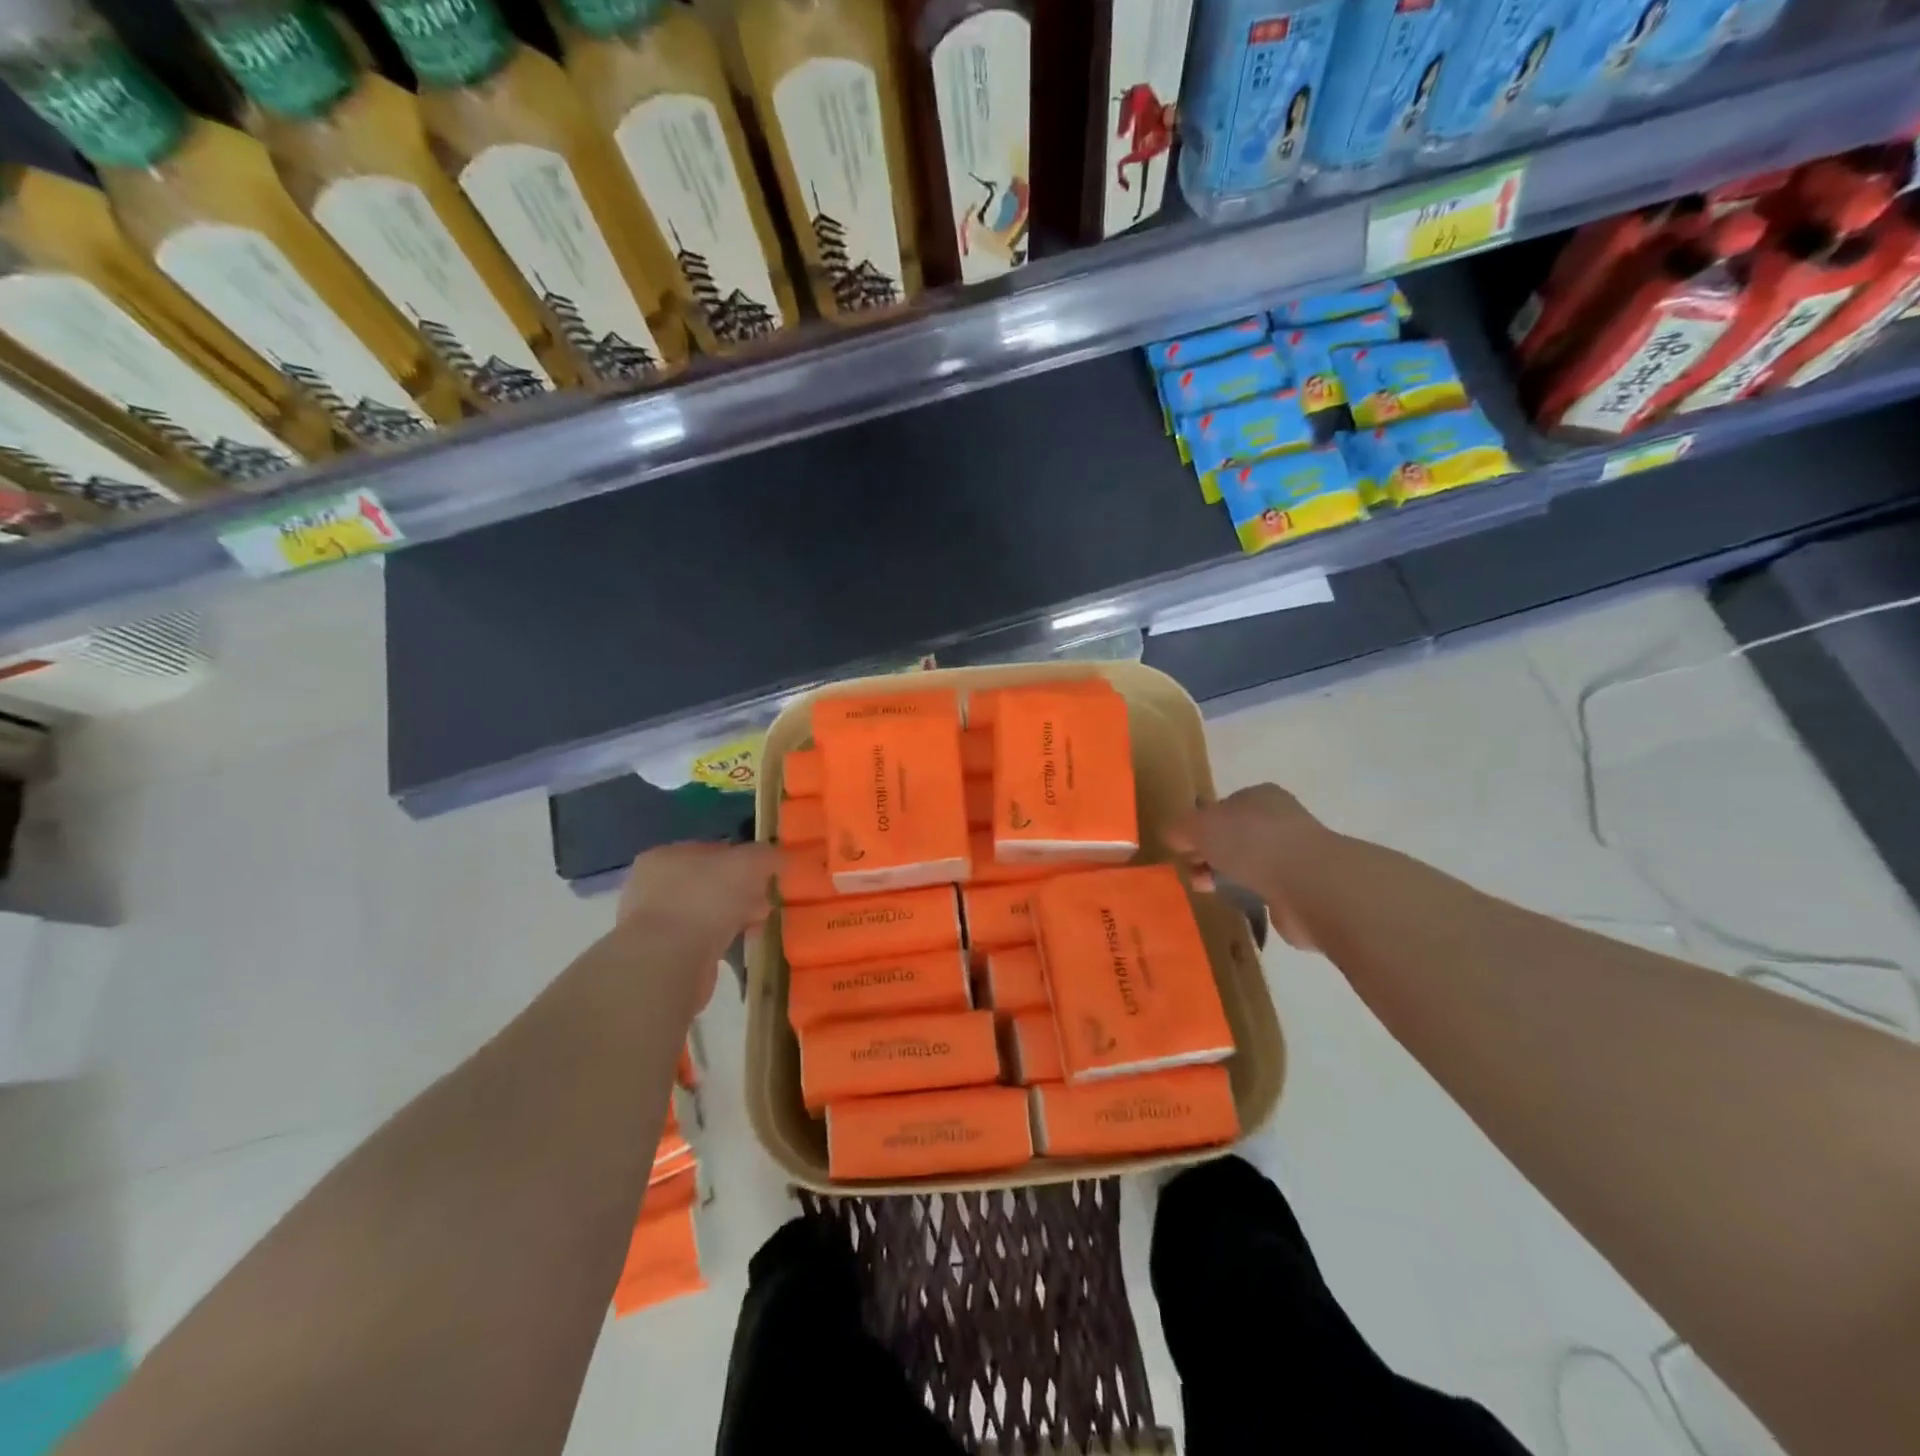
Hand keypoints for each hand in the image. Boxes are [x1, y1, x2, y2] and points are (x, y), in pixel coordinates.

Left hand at [615, 841, 779, 1004]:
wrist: (669, 962)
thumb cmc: (706, 900)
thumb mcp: (748, 863)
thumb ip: (766, 855)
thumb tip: (777, 858)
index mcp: (665, 857)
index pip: (712, 850)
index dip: (744, 860)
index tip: (767, 876)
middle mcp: (652, 887)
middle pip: (711, 883)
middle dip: (742, 892)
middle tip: (765, 903)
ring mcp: (654, 923)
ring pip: (707, 913)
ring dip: (734, 918)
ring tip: (757, 927)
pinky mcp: (662, 955)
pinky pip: (702, 940)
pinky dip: (721, 941)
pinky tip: (739, 946)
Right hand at [1169, 785, 1332, 950]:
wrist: (1309, 885)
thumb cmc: (1251, 843)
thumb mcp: (1199, 826)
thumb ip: (1180, 828)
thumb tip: (1173, 836)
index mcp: (1260, 796)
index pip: (1223, 807)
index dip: (1200, 827)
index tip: (1183, 849)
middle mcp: (1280, 820)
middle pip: (1234, 836)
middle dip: (1210, 855)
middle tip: (1192, 873)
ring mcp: (1295, 855)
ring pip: (1249, 864)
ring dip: (1227, 876)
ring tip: (1208, 891)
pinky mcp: (1302, 888)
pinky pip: (1266, 889)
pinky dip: (1250, 896)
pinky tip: (1237, 904)